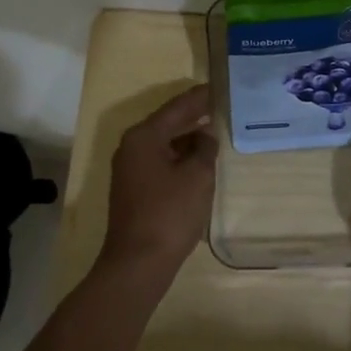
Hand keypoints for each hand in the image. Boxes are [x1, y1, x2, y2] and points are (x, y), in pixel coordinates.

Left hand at [100, 83, 217, 279]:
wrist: (138, 263)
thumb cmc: (169, 214)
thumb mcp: (197, 176)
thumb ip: (204, 149)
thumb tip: (205, 135)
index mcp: (144, 136)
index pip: (176, 108)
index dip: (199, 97)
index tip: (219, 86)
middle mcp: (132, 146)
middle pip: (167, 123)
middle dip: (193, 115)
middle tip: (220, 105)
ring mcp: (129, 168)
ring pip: (163, 142)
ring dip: (187, 137)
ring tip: (214, 130)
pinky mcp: (133, 188)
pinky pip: (159, 160)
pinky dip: (178, 155)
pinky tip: (197, 159)